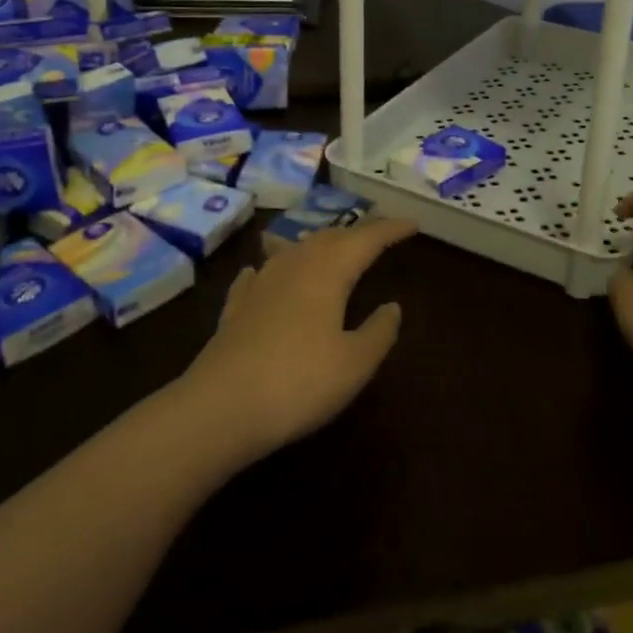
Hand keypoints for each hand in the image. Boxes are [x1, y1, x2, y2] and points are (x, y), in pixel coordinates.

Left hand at [181, 217, 417, 461]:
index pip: (366, 239)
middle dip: (357, 232)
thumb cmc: (299, 382)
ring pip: (294, 249)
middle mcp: (293, 266)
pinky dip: (271, 264)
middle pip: (329, 237)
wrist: (220, 408)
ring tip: (332, 246)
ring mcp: (259, 285)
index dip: (390, 229)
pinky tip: (263, 269)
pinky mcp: (235, 309)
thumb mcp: (355, 363)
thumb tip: (392, 306)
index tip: (412, 224)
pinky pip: (258, 274)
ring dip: (318, 243)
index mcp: (327, 272)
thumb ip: (379, 331)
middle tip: (379, 234)